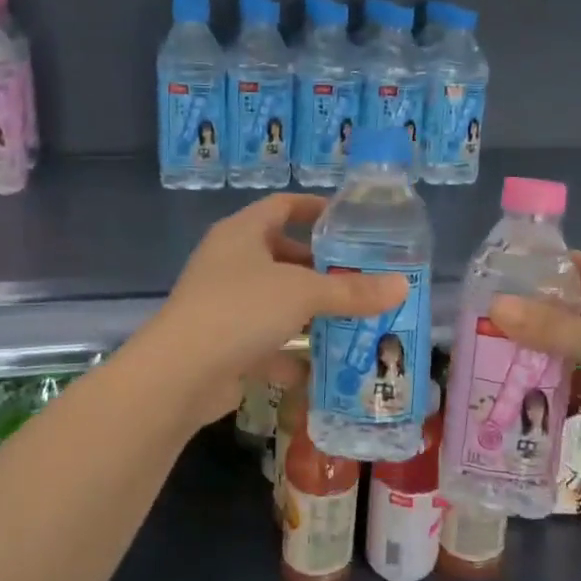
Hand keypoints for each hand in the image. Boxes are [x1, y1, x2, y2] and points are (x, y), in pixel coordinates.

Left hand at [144, 194, 407, 425]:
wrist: (179, 375)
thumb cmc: (241, 310)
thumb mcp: (303, 294)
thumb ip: (352, 291)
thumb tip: (401, 286)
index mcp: (242, 233)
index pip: (282, 205)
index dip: (314, 208)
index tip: (349, 220)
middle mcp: (230, 263)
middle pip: (282, 256)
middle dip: (320, 269)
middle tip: (361, 277)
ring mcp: (223, 305)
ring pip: (276, 301)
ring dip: (310, 312)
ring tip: (353, 319)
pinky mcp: (222, 344)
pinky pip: (265, 341)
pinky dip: (291, 351)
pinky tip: (321, 366)